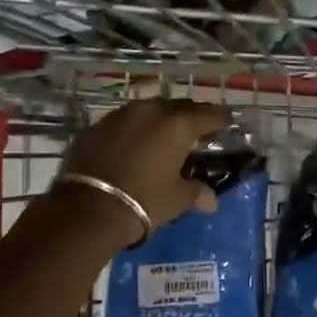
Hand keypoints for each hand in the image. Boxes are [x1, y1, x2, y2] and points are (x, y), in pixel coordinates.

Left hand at [58, 98, 231, 241]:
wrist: (88, 208)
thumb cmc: (144, 201)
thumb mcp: (176, 199)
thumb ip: (196, 193)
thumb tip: (211, 200)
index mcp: (177, 125)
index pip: (209, 115)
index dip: (221, 119)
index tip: (228, 123)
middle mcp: (150, 111)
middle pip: (178, 107)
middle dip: (189, 117)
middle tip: (196, 131)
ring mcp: (120, 115)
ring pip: (147, 110)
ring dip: (158, 121)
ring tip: (163, 137)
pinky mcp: (95, 126)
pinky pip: (122, 123)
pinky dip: (132, 131)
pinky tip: (132, 146)